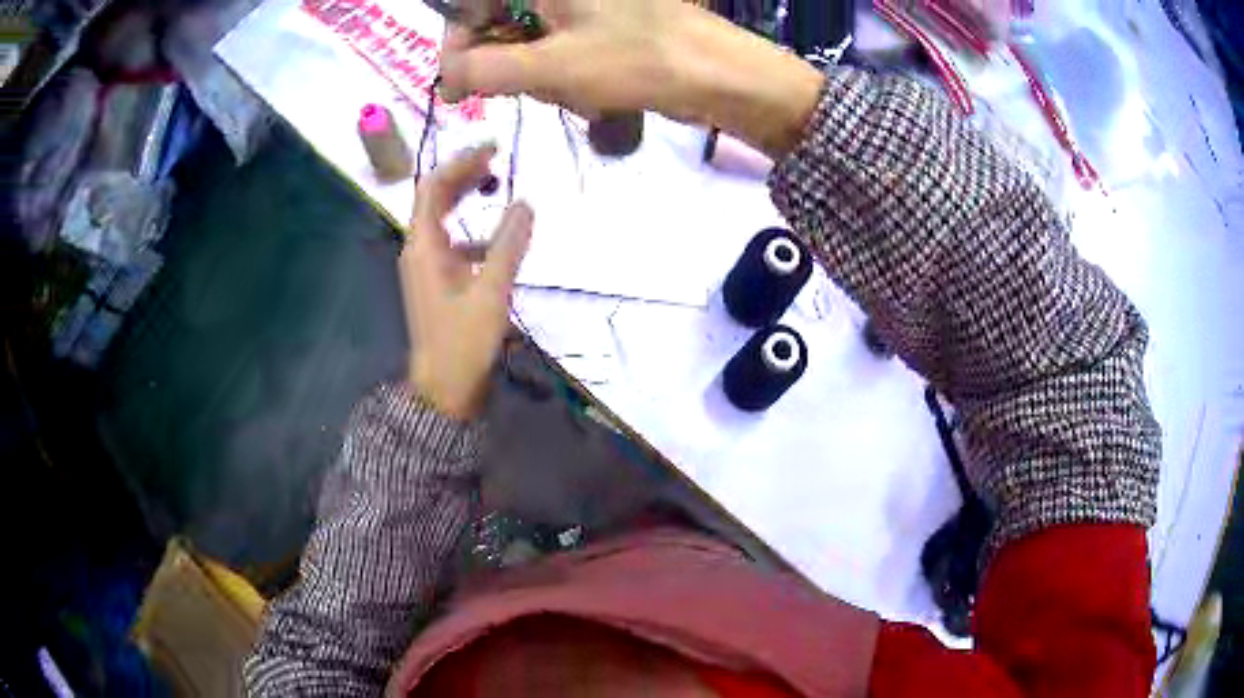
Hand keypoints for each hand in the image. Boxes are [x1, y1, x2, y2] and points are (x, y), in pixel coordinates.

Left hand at [400, 145, 532, 419]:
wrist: (443, 389)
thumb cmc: (462, 342)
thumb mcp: (492, 293)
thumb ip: (509, 245)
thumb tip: (525, 203)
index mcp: (424, 247)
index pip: (433, 187)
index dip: (460, 162)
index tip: (493, 147)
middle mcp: (419, 250)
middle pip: (435, 198)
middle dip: (464, 175)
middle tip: (498, 159)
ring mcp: (426, 266)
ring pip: (444, 219)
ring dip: (467, 199)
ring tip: (498, 187)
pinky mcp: (437, 281)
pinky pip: (453, 242)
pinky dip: (473, 230)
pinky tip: (498, 240)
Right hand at [439, 0, 823, 157]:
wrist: (721, 75)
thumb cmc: (637, 61)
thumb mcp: (551, 67)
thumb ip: (484, 69)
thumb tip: (448, 77)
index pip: (471, 3)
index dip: (459, 40)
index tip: (459, 83)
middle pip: (501, 21)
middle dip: (509, 62)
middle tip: (535, 88)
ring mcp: (584, 7)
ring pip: (530, 41)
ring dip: (541, 75)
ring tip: (577, 92)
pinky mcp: (603, 25)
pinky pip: (561, 49)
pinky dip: (565, 75)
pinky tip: (592, 93)